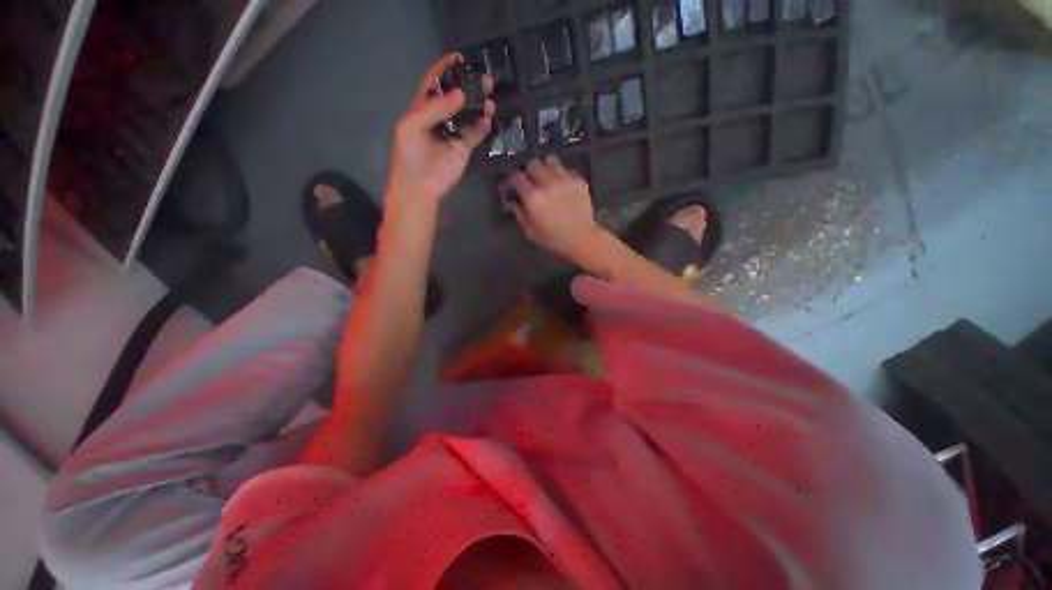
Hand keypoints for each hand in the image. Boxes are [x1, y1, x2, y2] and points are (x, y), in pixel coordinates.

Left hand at [387, 53, 495, 207]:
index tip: (460, 57)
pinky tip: (489, 119)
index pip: (435, 84)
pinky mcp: (464, 149)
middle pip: (457, 98)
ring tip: (490, 98)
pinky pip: (476, 135)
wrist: (419, 186)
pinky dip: (483, 127)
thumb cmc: (409, 155)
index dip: (446, 69)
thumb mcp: (412, 125)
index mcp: (423, 108)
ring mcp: (454, 134)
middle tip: (485, 79)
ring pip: (469, 115)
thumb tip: (460, 94)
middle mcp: (440, 118)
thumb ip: (434, 108)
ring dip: (479, 106)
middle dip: (470, 87)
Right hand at [510, 156, 607, 263]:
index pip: (517, 177)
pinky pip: (566, 169)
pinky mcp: (578, 180)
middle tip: (532, 181)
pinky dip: (562, 175)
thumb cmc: (554, 239)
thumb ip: (519, 214)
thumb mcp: (531, 232)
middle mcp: (547, 183)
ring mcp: (564, 179)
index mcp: (533, 197)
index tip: (515, 185)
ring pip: (551, 160)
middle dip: (530, 171)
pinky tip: (563, 185)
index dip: (514, 180)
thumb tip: (513, 202)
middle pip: (533, 164)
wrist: (582, 238)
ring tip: (548, 178)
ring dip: (546, 168)